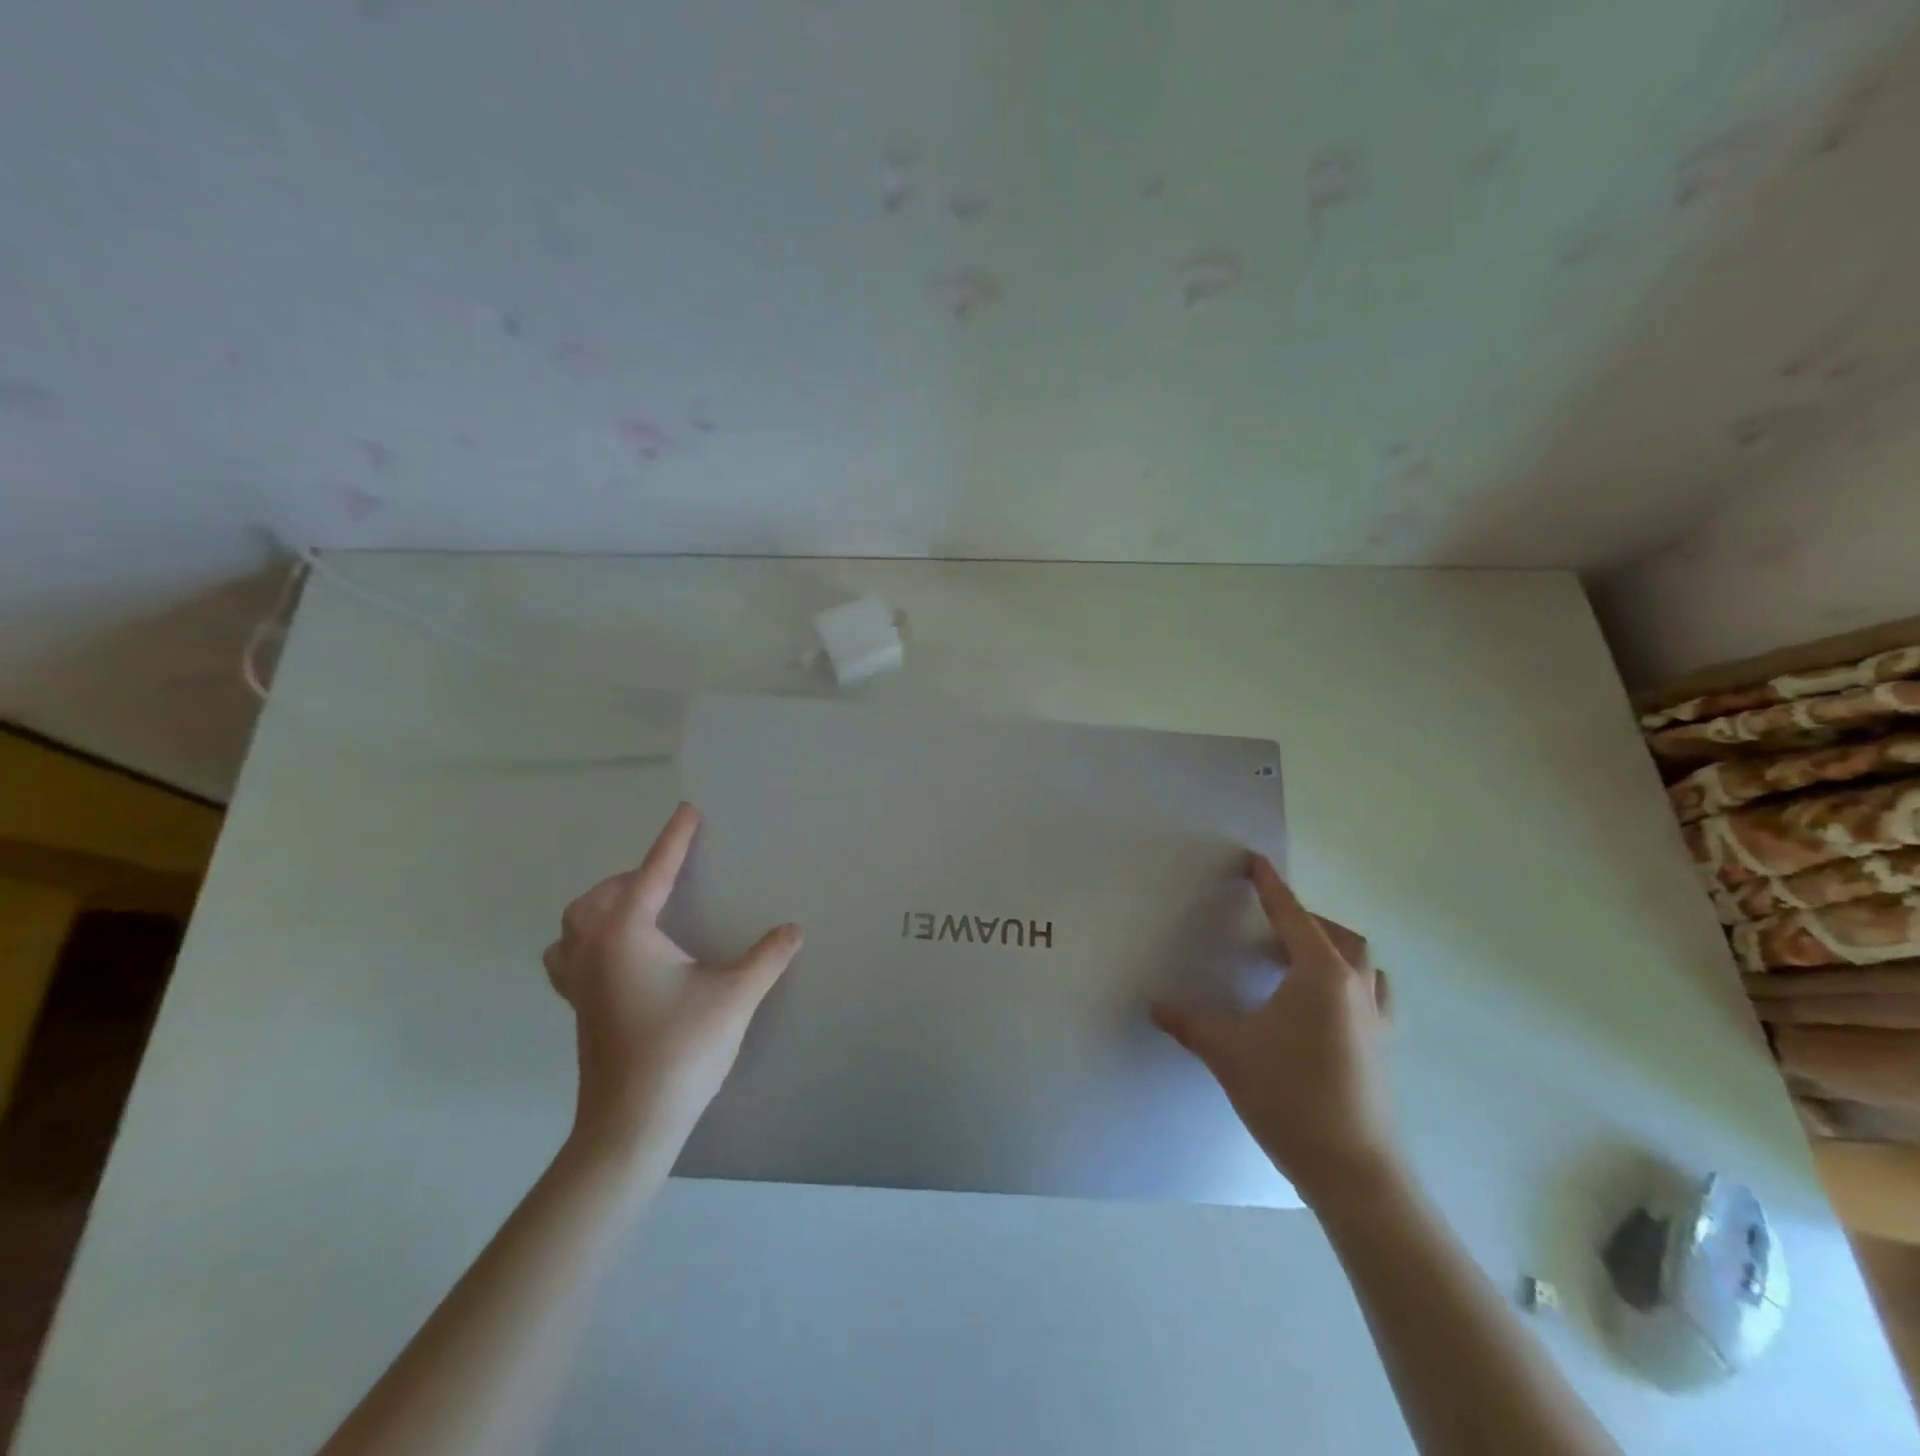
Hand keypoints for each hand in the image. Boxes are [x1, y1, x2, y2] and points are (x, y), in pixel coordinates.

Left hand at [543, 803, 800, 1160]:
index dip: (674, 840)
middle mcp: (593, 950)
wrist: (631, 1124)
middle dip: (631, 877)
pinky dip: (589, 944)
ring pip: (572, 930)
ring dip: (599, 910)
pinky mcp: (580, 1012)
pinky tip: (623, 961)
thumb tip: (793, 929)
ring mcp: (579, 984)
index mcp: (626, 934)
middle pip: (597, 898)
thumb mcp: (735, 995)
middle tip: (669, 875)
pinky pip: (571, 959)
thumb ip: (767, 957)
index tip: (688, 811)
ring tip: (636, 912)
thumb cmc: (681, 1048)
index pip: (653, 873)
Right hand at [1152, 855, 1399, 1208]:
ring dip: (1334, 950)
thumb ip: (1187, 1022)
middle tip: (1271, 922)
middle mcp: (1355, 988)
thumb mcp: (1226, 1051)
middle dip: (1305, 919)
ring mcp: (1376, 1020)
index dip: (1270, 888)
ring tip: (1299, 960)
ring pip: (1362, 965)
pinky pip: (1370, 997)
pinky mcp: (1383, 1049)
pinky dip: (1349, 985)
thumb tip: (1153, 1005)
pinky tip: (1323, 1008)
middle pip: (1338, 935)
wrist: (1354, 1171)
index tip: (1256, 862)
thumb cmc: (1288, 1095)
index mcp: (1319, 974)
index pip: (1291, 916)